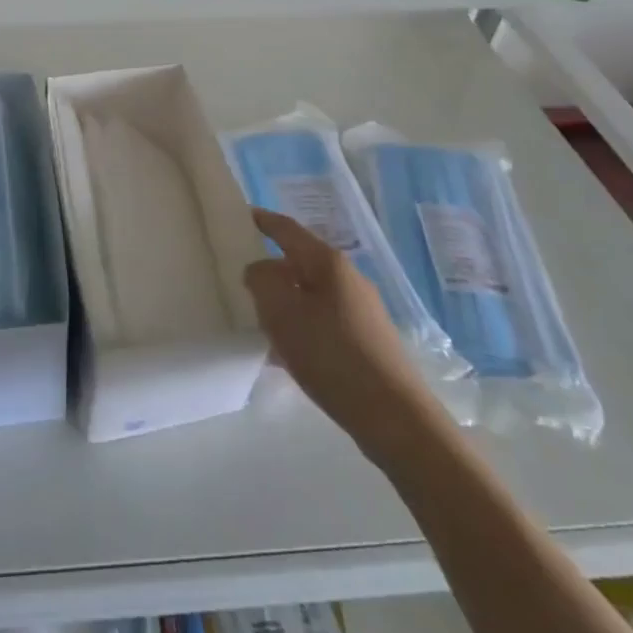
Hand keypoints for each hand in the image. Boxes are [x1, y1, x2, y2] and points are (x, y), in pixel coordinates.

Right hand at [245, 208, 441, 462]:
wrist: (394, 417)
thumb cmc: (332, 356)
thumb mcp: (283, 314)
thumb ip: (262, 281)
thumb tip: (259, 268)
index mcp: (328, 263)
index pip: (288, 230)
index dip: (263, 221)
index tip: (241, 215)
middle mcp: (348, 278)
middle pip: (299, 262)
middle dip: (270, 268)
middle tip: (239, 277)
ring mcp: (361, 310)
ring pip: (310, 294)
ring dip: (283, 301)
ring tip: (257, 319)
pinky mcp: (366, 339)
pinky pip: (321, 320)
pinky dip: (299, 326)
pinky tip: (285, 353)